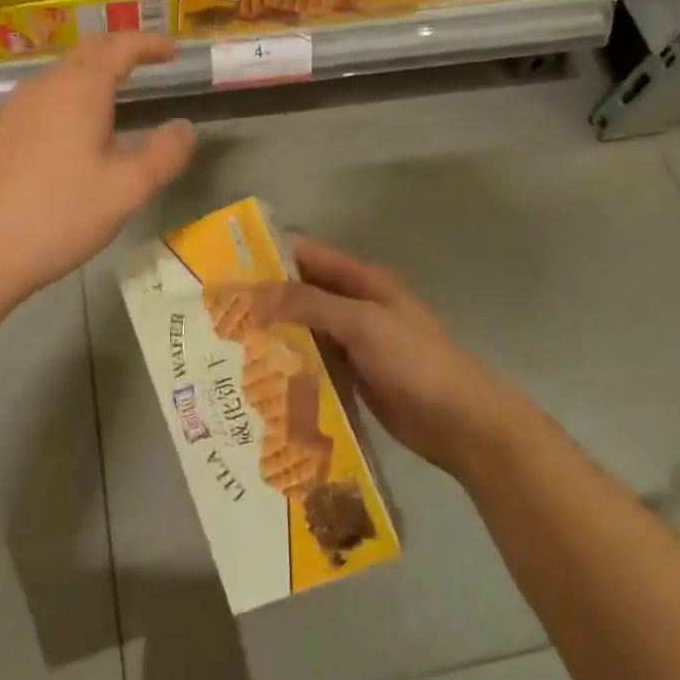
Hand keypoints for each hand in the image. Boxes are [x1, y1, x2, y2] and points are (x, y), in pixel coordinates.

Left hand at [0, 33, 196, 302]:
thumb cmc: (61, 214)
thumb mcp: (128, 189)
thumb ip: (165, 154)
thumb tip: (186, 127)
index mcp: (79, 89)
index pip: (119, 47)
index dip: (148, 43)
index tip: (172, 51)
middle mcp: (45, 86)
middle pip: (87, 52)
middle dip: (120, 51)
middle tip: (148, 61)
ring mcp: (16, 107)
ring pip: (62, 75)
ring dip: (93, 73)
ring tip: (117, 95)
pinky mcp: (0, 131)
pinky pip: (44, 97)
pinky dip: (71, 96)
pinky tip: (76, 130)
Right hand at [237, 237, 523, 479]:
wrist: (462, 423)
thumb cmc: (416, 362)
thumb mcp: (363, 323)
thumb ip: (310, 304)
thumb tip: (254, 292)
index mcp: (363, 281)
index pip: (308, 256)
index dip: (270, 256)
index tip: (227, 267)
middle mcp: (355, 306)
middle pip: (303, 293)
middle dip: (265, 298)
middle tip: (217, 311)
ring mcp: (354, 343)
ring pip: (305, 329)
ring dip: (274, 333)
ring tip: (226, 343)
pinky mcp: (352, 376)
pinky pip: (314, 362)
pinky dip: (290, 364)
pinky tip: (258, 374)